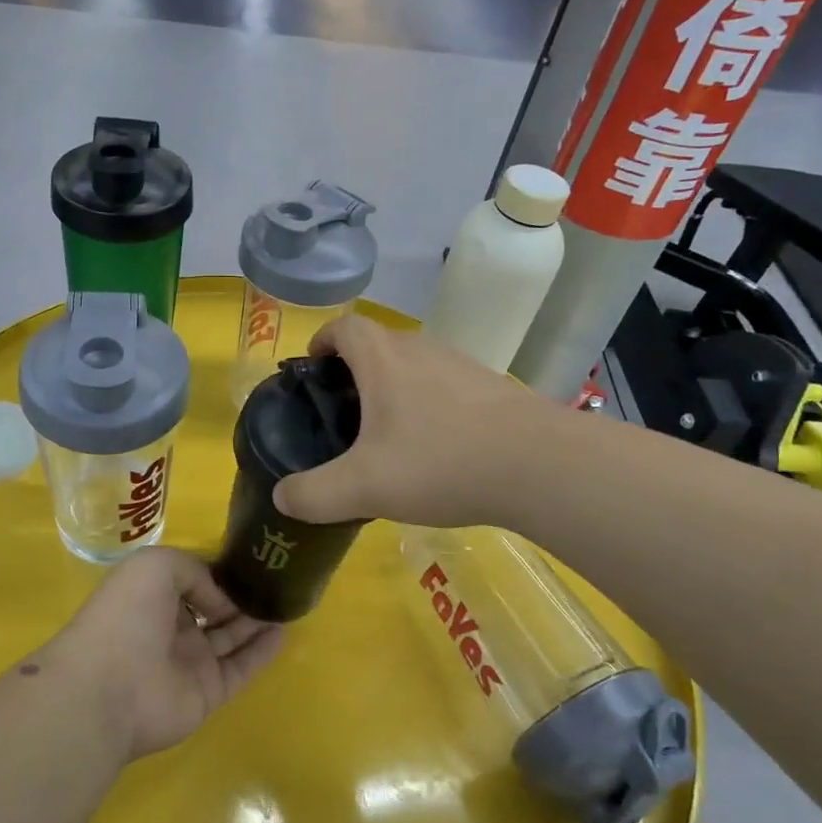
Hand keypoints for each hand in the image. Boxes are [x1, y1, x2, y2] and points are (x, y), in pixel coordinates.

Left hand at [48, 548, 284, 761]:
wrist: (108, 690)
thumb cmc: (127, 616)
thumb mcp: (156, 566)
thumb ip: (195, 571)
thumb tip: (221, 600)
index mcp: (152, 595)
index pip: (192, 580)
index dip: (217, 571)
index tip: (248, 560)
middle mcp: (171, 627)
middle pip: (214, 608)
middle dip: (241, 596)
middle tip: (277, 581)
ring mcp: (190, 662)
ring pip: (231, 637)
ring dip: (257, 620)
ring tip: (288, 601)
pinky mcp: (207, 692)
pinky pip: (241, 668)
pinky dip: (263, 652)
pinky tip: (284, 631)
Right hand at [272, 314, 553, 528]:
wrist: (539, 464)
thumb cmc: (440, 461)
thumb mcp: (364, 487)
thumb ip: (315, 494)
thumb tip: (283, 496)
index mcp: (383, 359)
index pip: (344, 326)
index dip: (323, 340)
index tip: (313, 368)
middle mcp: (420, 350)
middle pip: (378, 343)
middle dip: (354, 370)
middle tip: (343, 413)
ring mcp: (460, 365)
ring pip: (414, 364)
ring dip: (393, 387)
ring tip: (388, 435)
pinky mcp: (491, 388)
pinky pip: (445, 385)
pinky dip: (429, 404)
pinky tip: (436, 448)